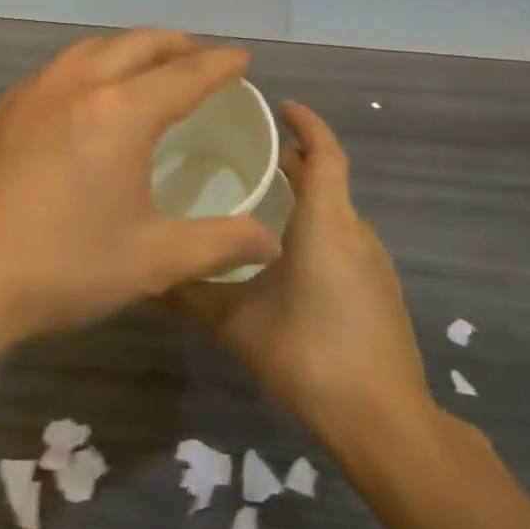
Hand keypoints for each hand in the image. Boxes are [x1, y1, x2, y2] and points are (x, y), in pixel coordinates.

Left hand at [0, 31, 280, 359]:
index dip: (220, 65)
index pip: (185, 74)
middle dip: (176, 45)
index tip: (243, 58)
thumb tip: (270, 239)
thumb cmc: (60, 267)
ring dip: (128, 49)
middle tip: (200, 57)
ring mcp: (32, 93)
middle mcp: (77, 86)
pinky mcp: (3, 111)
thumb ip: (217, 244)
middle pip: (137, 45)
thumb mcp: (151, 262)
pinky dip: (89, 66)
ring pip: (92, 50)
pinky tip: (87, 96)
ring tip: (147, 67)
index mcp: (120, 113)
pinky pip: (58, 69)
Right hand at [168, 102, 438, 444]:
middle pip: (327, 180)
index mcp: (326, 224)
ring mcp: (373, 264)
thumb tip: (144, 279)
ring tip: (256, 201)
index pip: (325, 154)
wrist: (385, 423)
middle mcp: (355, 233)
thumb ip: (191, 296)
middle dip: (293, 160)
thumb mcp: (238, 324)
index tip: (280, 105)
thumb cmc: (310, 355)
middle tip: (246, 154)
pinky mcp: (378, 292)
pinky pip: (342, 240)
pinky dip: (314, 228)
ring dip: (302, 197)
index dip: (307, 123)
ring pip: (335, 212)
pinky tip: (282, 256)